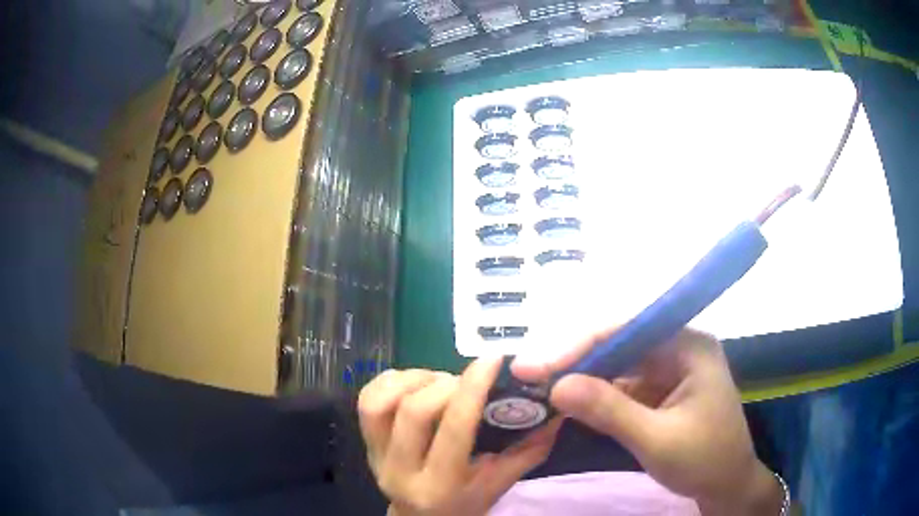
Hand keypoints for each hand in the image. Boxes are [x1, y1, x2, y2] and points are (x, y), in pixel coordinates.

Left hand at [358, 359, 562, 515]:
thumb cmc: (466, 503)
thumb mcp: (500, 483)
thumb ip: (529, 448)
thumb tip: (557, 410)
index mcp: (440, 486)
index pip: (453, 430)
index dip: (472, 389)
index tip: (492, 360)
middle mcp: (400, 471)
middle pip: (414, 412)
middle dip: (445, 385)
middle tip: (466, 382)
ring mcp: (375, 456)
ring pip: (380, 402)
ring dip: (414, 380)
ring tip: (439, 383)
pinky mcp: (364, 443)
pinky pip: (367, 399)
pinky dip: (392, 382)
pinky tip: (415, 385)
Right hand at [512, 328, 782, 515]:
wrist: (727, 486)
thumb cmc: (703, 460)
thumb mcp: (656, 439)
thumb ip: (609, 411)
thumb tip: (556, 386)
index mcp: (689, 346)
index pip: (627, 331)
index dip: (578, 346)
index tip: (535, 366)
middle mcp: (679, 348)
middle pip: (620, 344)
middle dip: (576, 361)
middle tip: (530, 376)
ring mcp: (670, 369)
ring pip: (618, 365)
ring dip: (584, 378)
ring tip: (543, 388)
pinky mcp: (662, 390)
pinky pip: (624, 385)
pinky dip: (597, 395)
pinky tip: (573, 402)